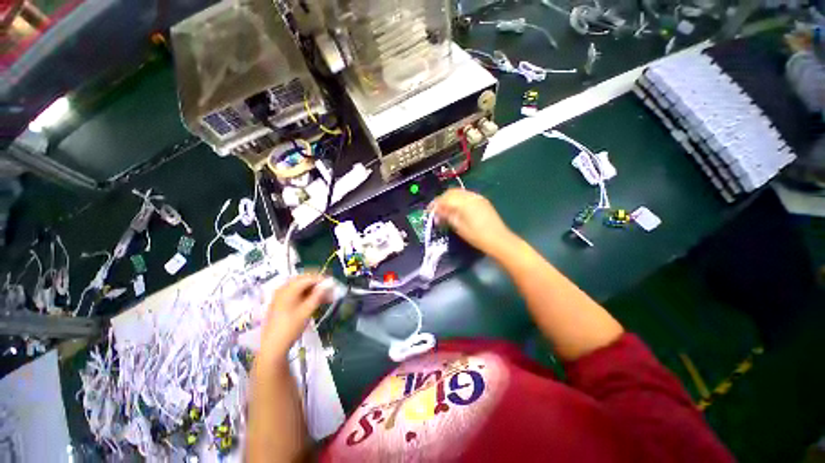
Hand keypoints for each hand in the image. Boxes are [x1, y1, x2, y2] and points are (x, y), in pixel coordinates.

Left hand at [259, 274, 329, 363]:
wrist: (272, 347)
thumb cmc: (290, 328)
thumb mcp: (307, 311)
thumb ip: (318, 295)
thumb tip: (329, 284)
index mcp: (288, 289)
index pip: (309, 278)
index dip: (322, 279)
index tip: (334, 284)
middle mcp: (283, 289)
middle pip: (304, 280)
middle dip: (319, 284)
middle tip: (331, 290)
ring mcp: (281, 296)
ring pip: (301, 287)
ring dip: (315, 290)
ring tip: (327, 297)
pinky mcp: (281, 303)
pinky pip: (297, 293)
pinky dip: (308, 295)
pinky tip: (316, 301)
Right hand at [430, 189, 517, 256]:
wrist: (499, 240)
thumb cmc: (477, 236)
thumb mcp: (459, 227)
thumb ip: (447, 216)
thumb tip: (437, 211)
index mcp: (464, 202)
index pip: (445, 198)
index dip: (435, 204)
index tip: (429, 211)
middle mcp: (470, 196)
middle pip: (452, 192)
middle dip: (442, 200)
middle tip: (436, 210)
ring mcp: (477, 197)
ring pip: (459, 193)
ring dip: (450, 199)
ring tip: (445, 210)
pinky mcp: (482, 201)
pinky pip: (466, 196)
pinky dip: (458, 200)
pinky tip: (457, 209)